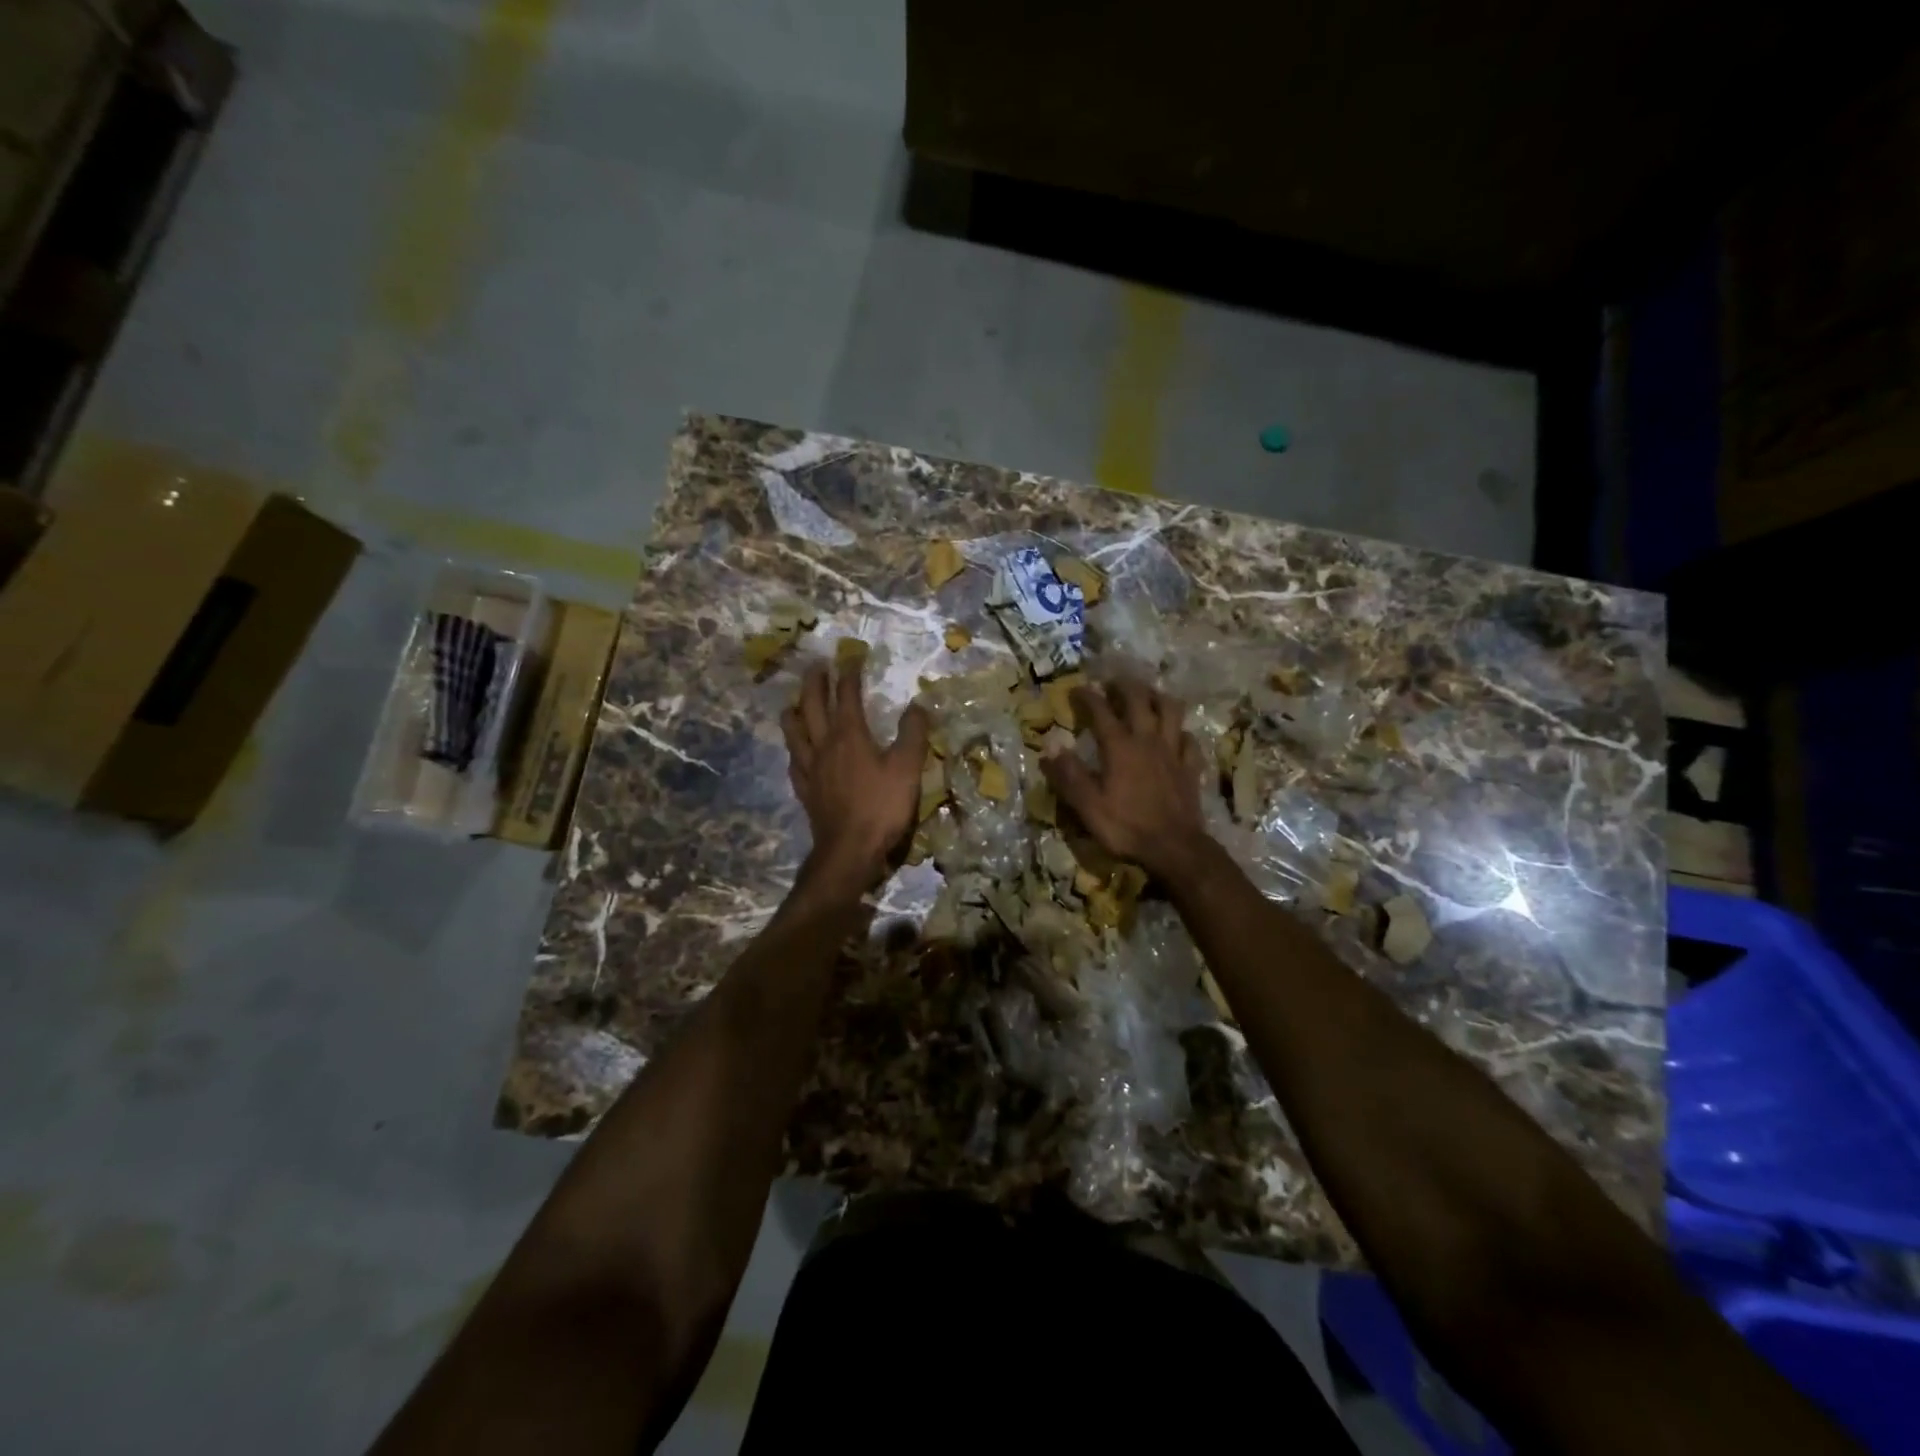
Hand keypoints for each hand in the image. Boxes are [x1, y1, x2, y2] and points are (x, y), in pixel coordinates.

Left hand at [782, 658, 929, 889]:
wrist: (849, 851)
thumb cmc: (881, 807)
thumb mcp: (907, 768)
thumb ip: (913, 734)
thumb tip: (917, 705)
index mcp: (849, 735)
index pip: (846, 695)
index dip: (849, 674)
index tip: (852, 657)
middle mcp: (824, 745)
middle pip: (812, 705)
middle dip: (815, 682)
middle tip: (817, 666)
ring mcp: (810, 768)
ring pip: (794, 731)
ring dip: (795, 711)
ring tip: (795, 703)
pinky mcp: (805, 790)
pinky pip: (794, 760)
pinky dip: (794, 747)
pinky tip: (796, 750)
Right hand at [1041, 678, 1210, 883]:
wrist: (1175, 848)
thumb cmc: (1126, 827)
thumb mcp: (1087, 805)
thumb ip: (1068, 773)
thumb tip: (1050, 744)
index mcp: (1119, 747)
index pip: (1101, 711)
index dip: (1088, 696)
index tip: (1077, 688)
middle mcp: (1147, 740)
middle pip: (1139, 700)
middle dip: (1125, 686)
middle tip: (1114, 682)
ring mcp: (1173, 752)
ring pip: (1171, 711)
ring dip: (1158, 697)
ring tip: (1148, 695)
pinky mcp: (1190, 767)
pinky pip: (1189, 740)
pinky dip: (1181, 732)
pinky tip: (1176, 734)